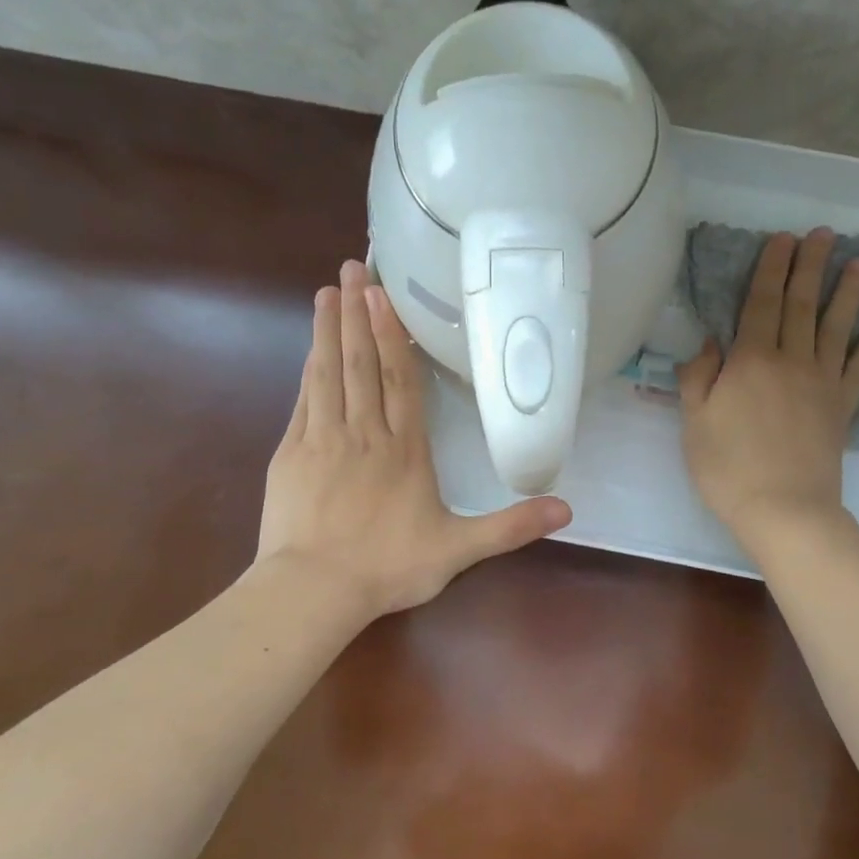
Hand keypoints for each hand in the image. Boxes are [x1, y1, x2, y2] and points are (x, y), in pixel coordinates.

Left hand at [256, 260, 571, 618]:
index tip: (384, 295)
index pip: (400, 380)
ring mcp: (323, 439)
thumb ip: (510, 527)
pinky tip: (311, 349)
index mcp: (405, 449)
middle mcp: (364, 433)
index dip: (394, 336)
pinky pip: (304, 400)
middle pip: (362, 363)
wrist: (315, 589)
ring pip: (330, 373)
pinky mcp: (292, 453)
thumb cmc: (388, 567)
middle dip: (359, 313)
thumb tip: (567, 509)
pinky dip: (309, 369)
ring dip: (330, 330)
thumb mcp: (459, 550)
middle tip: (353, 269)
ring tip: (330, 291)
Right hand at [678, 230, 858, 551]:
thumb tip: (710, 342)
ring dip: (849, 292)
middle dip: (809, 267)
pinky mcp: (843, 406)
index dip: (771, 269)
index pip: (760, 304)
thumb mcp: (694, 422)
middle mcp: (790, 360)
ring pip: (836, 327)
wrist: (783, 509)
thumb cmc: (727, 467)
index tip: (783, 239)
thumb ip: (699, 377)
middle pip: (800, 305)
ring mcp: (822, 382)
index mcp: (749, 361)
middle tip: (822, 234)